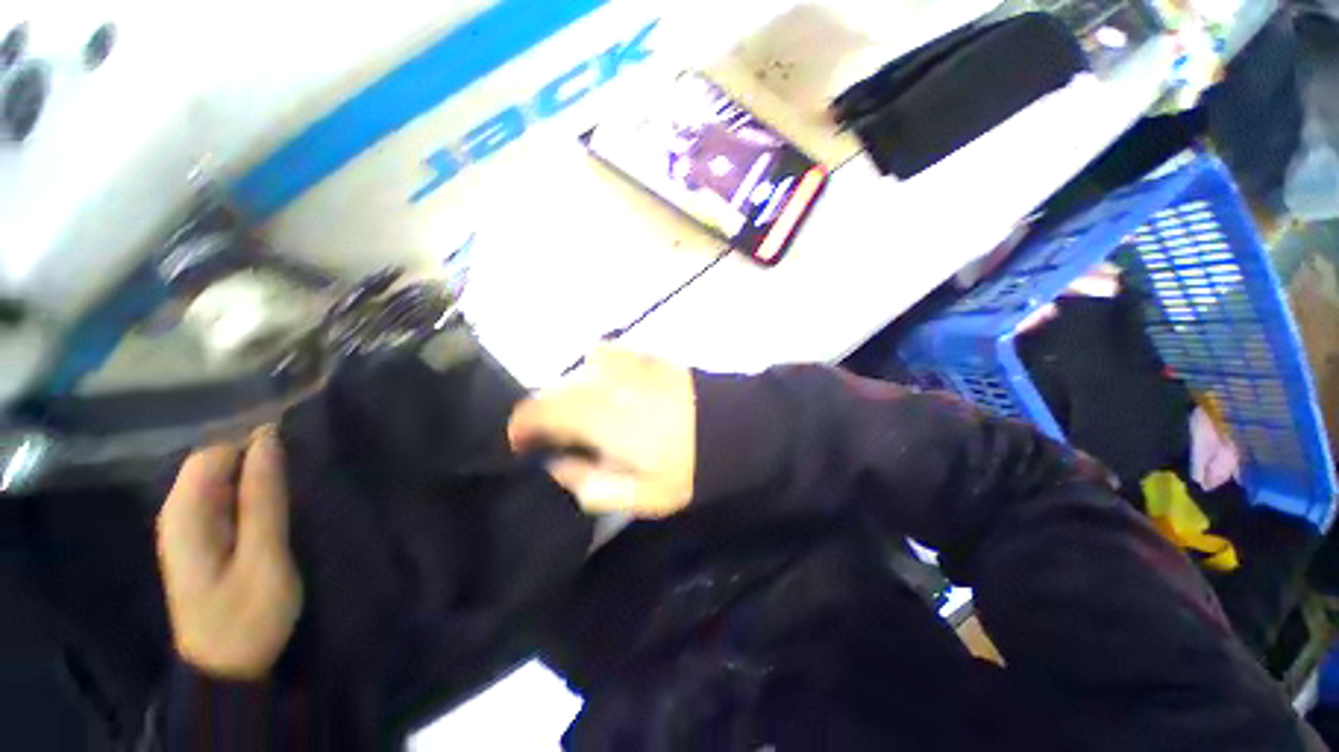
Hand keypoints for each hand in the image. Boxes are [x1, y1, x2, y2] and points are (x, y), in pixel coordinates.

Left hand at [156, 428, 301, 679]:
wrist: (224, 669)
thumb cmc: (245, 616)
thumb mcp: (263, 558)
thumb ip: (263, 499)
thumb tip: (269, 440)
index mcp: (186, 513)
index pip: (214, 451)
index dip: (253, 438)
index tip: (299, 435)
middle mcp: (179, 511)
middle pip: (215, 460)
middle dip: (256, 451)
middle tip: (305, 456)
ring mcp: (189, 526)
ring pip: (221, 477)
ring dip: (257, 470)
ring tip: (299, 471)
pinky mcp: (202, 538)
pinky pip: (225, 497)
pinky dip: (252, 489)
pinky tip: (279, 495)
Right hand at [508, 347, 695, 518]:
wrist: (738, 426)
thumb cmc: (690, 466)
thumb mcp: (641, 496)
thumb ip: (589, 484)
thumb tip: (558, 466)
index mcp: (599, 418)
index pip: (537, 411)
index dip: (521, 427)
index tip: (525, 444)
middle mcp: (605, 382)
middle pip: (554, 389)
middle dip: (549, 413)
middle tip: (565, 437)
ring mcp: (626, 362)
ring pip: (578, 371)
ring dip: (574, 392)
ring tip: (594, 414)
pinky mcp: (645, 353)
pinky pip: (606, 353)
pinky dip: (598, 369)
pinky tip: (616, 386)